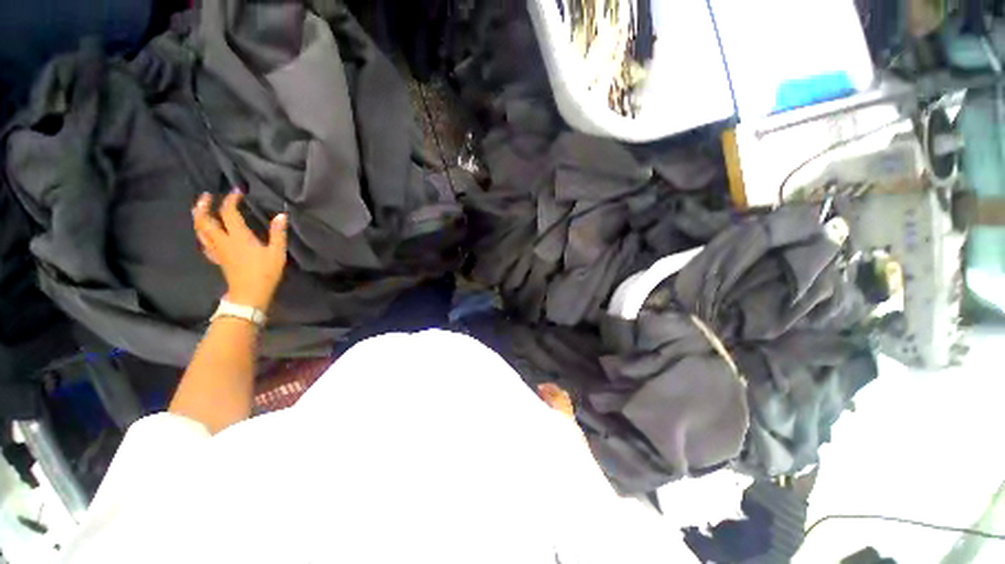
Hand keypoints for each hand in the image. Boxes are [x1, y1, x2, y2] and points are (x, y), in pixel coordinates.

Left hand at [192, 191, 287, 311]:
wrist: (249, 293)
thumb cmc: (266, 272)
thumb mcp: (277, 253)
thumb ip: (278, 233)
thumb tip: (281, 215)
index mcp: (238, 236)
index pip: (228, 212)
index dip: (231, 199)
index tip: (237, 191)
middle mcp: (222, 240)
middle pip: (205, 219)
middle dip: (204, 205)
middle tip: (207, 196)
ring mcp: (217, 249)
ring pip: (200, 230)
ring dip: (198, 217)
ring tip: (200, 209)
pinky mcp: (216, 258)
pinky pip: (203, 242)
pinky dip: (202, 233)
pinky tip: (205, 233)